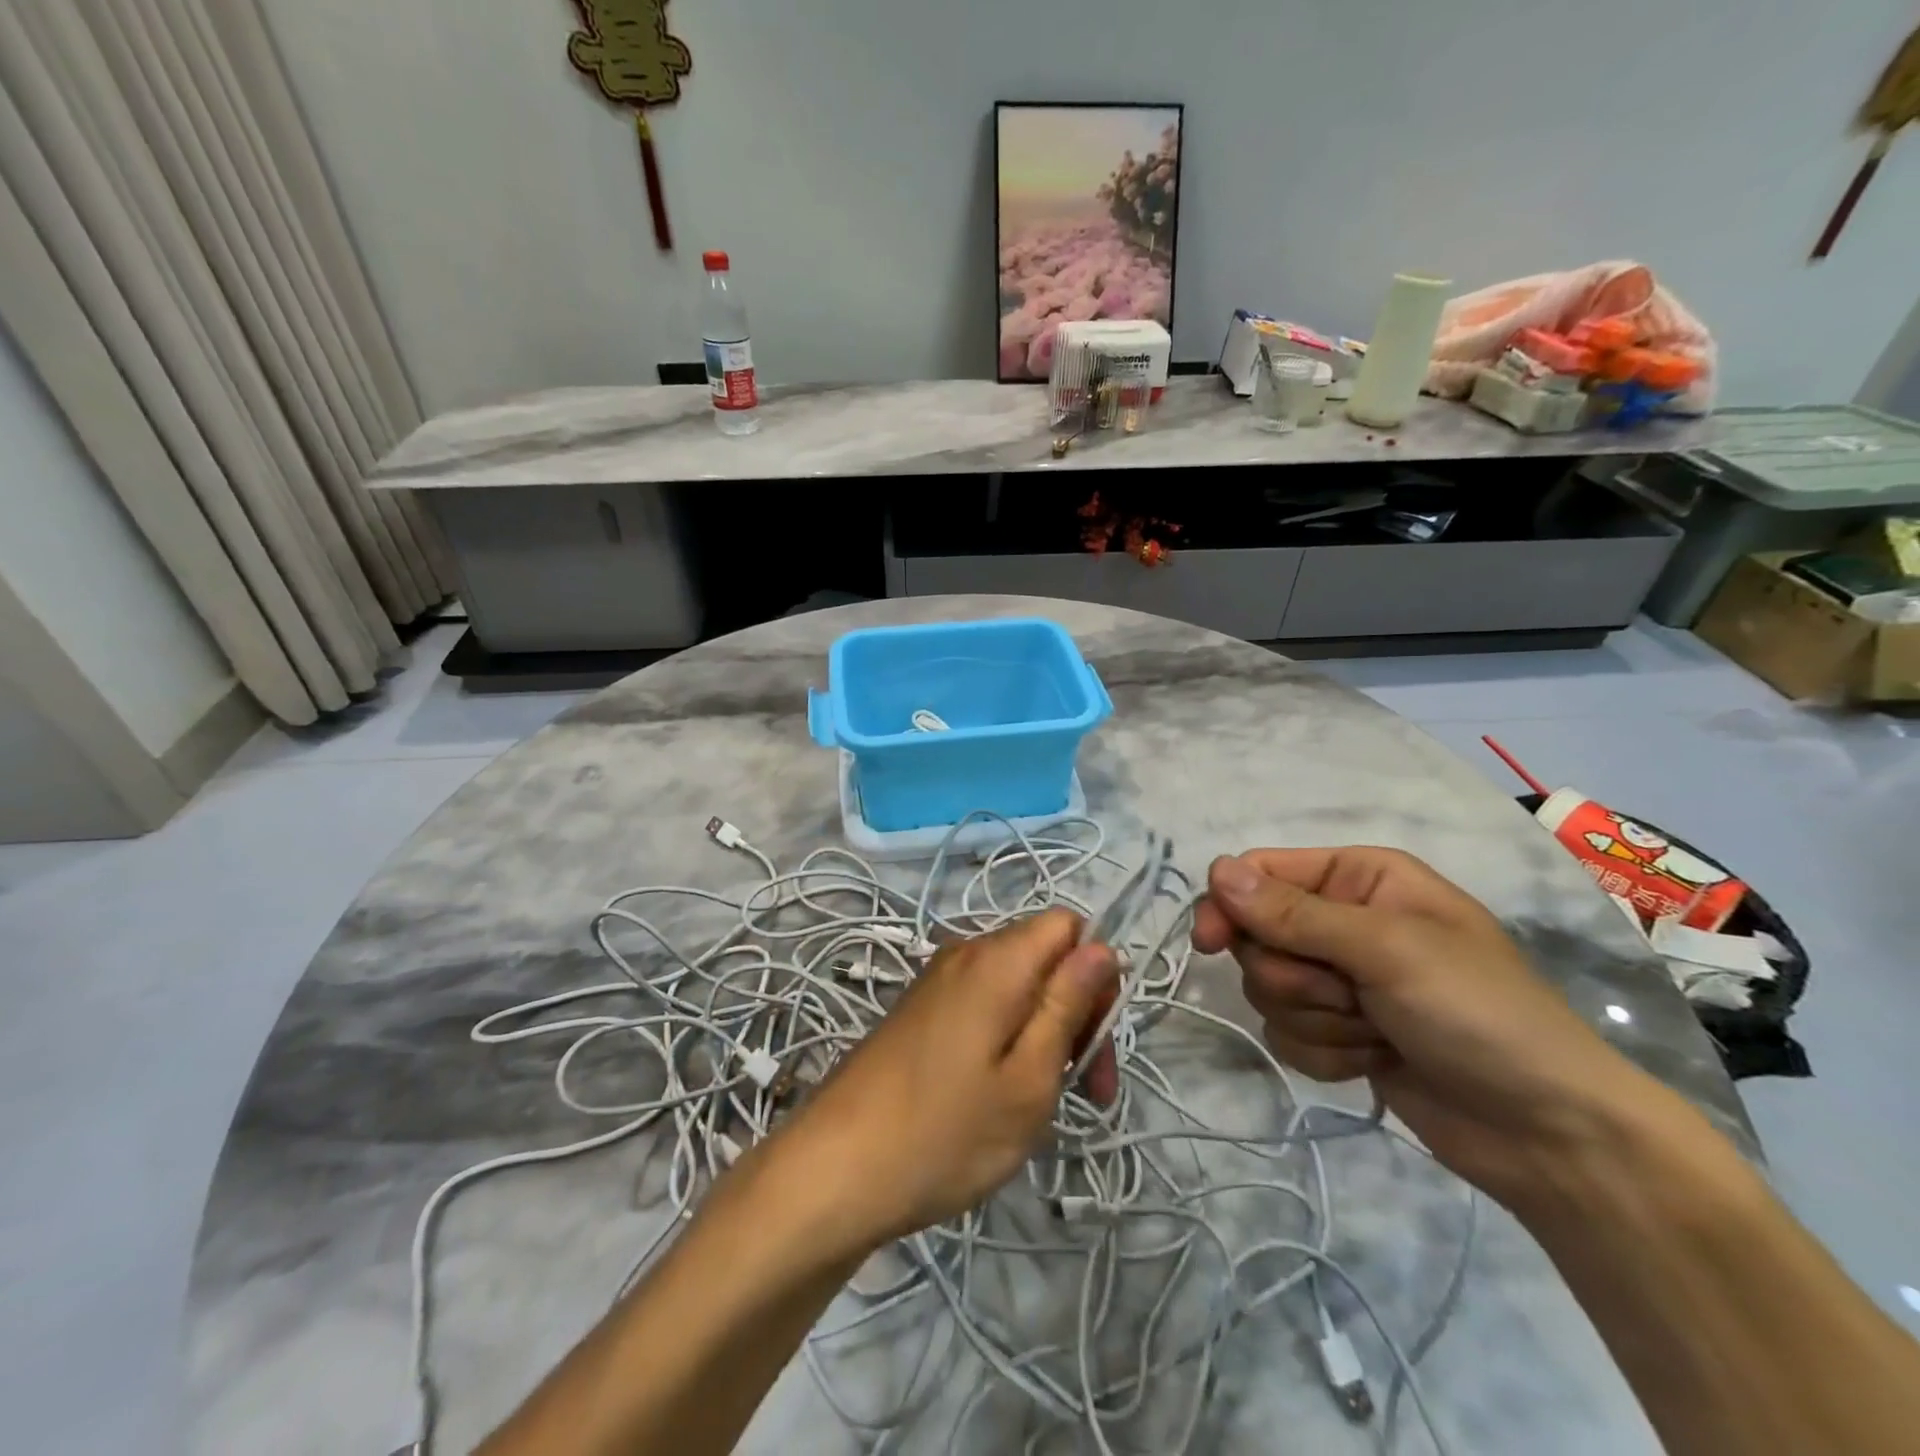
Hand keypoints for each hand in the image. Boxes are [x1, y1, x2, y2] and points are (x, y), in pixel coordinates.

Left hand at [779, 909, 1118, 1250]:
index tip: (1093, 1041)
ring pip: (1016, 982)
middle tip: (1085, 1089)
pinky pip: (984, 1001)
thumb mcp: (1029, 1079)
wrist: (835, 1168)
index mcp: (998, 959)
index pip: (1069, 926)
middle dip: (1075, 1010)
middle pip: (1045, 955)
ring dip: (1043, 1030)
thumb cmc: (945, 1132)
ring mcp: (938, 979)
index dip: (1094, 976)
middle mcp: (966, 952)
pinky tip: (998, 1093)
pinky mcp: (921, 1008)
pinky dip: (1007, 1035)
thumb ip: (1068, 1004)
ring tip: (1039, 1101)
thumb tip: (1104, 948)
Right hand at [1193, 847, 1672, 1205]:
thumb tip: (1216, 870)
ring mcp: (1340, 979)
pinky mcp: (1338, 1031)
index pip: (1260, 872)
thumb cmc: (1480, 1014)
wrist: (1550, 1134)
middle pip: (1257, 936)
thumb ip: (1294, 913)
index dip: (1230, 905)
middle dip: (1296, 977)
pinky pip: (1286, 1033)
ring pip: (1268, 989)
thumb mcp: (1388, 949)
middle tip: (1350, 997)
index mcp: (1359, 878)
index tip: (1210, 944)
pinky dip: (1325, 1053)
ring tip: (1376, 1033)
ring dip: (1316, 1019)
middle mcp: (1343, 920)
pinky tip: (1375, 1062)